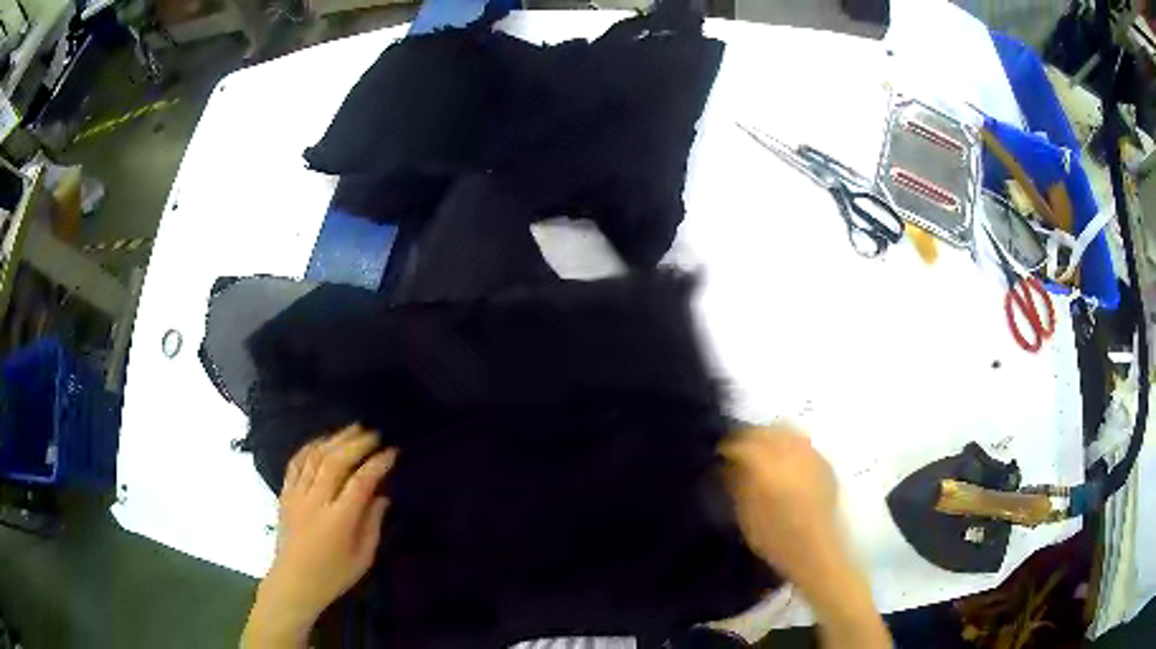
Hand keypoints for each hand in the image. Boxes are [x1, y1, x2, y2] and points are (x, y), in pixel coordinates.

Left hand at [242, 425, 395, 647]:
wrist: (294, 582)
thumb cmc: (333, 575)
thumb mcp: (363, 558)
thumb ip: (373, 525)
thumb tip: (382, 496)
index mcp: (339, 521)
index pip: (360, 483)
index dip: (377, 464)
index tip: (392, 453)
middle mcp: (315, 502)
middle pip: (335, 462)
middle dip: (357, 443)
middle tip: (374, 433)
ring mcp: (297, 496)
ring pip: (314, 457)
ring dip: (335, 439)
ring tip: (353, 429)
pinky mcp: (285, 494)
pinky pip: (295, 463)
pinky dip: (309, 447)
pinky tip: (322, 441)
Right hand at [721, 425, 889, 648]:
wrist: (816, 552)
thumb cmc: (776, 539)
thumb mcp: (746, 515)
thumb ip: (735, 484)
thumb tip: (727, 464)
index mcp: (769, 468)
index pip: (743, 443)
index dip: (727, 445)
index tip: (717, 454)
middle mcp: (793, 454)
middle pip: (766, 431)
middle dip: (749, 437)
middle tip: (737, 452)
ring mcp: (812, 456)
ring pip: (786, 431)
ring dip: (770, 437)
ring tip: (761, 454)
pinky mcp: (825, 462)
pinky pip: (802, 442)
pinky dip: (788, 445)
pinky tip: (783, 462)